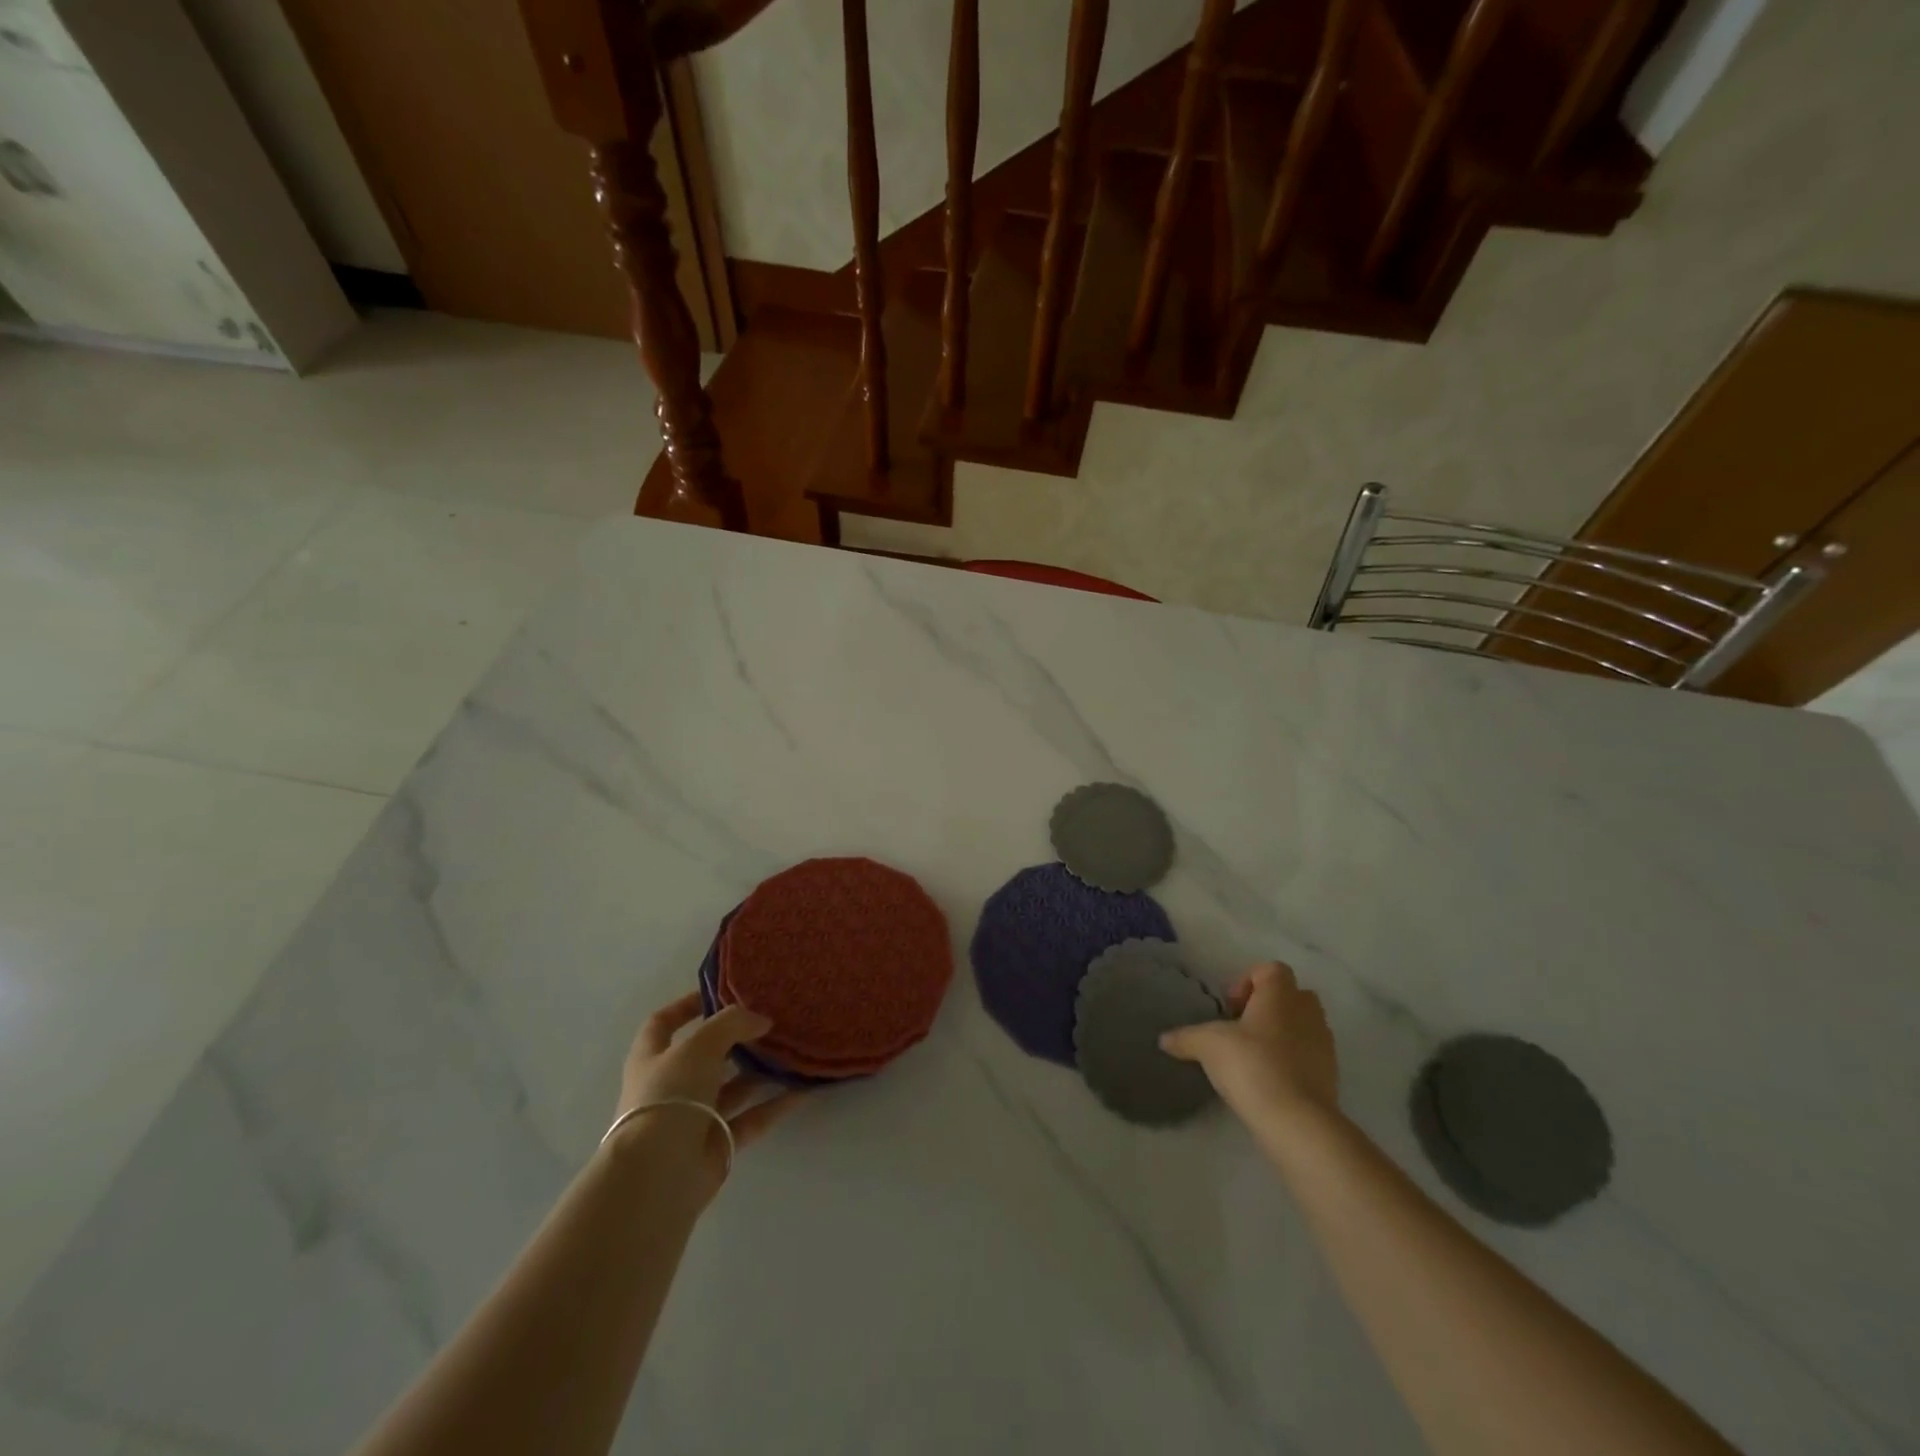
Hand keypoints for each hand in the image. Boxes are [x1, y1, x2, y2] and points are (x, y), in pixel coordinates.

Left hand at [612, 993, 803, 1196]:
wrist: (659, 1174)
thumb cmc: (670, 1096)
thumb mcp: (700, 1045)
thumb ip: (732, 1023)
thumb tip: (761, 1020)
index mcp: (653, 1058)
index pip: (664, 1023)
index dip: (687, 1005)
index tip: (720, 992)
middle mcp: (671, 1086)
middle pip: (706, 1055)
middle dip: (737, 1039)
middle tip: (771, 1021)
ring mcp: (694, 1117)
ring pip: (733, 1087)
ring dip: (760, 1071)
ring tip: (793, 1050)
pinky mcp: (718, 1143)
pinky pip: (751, 1117)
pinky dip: (774, 1104)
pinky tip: (802, 1089)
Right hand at [1160, 962, 1338, 1128]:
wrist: (1297, 1121)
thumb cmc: (1251, 1065)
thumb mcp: (1207, 1046)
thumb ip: (1185, 1037)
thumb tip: (1164, 1039)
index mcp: (1280, 994)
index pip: (1270, 969)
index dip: (1247, 981)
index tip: (1230, 1007)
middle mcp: (1307, 1011)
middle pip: (1290, 994)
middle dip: (1266, 1007)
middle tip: (1241, 1029)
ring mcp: (1324, 1043)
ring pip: (1302, 1025)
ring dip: (1280, 1034)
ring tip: (1253, 1057)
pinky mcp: (1331, 1074)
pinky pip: (1309, 1054)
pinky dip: (1292, 1060)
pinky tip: (1268, 1080)